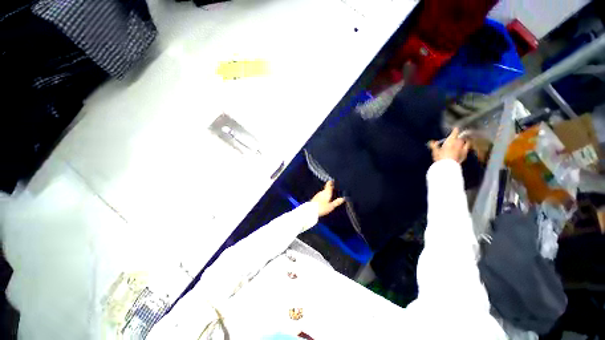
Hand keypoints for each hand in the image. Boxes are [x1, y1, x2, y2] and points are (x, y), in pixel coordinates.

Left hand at [311, 181, 345, 216]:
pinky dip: (323, 197)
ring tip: (330, 196)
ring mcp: (317, 195)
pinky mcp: (314, 198)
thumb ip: (337, 202)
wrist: (310, 211)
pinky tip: (324, 201)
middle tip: (334, 190)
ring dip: (326, 193)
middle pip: (326, 188)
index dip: (331, 182)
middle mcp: (322, 192)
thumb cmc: (321, 208)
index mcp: (326, 192)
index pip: (328, 184)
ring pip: (323, 192)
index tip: (333, 180)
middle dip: (330, 189)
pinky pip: (320, 196)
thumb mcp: (331, 206)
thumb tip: (343, 198)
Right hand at [429, 127, 469, 163]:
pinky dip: (465, 149)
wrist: (448, 166)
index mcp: (451, 140)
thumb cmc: (441, 157)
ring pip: (466, 143)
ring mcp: (463, 149)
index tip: (455, 128)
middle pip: (460, 138)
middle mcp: (459, 143)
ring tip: (461, 144)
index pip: (455, 132)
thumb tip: (431, 142)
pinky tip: (462, 151)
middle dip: (458, 138)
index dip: (455, 130)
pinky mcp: (465, 155)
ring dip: (463, 143)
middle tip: (455, 139)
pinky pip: (466, 150)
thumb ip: (433, 145)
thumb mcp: (435, 151)